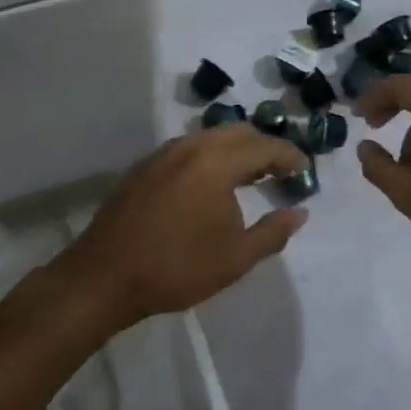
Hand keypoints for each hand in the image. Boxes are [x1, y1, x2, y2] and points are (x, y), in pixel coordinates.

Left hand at [58, 125, 308, 330]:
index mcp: (216, 162)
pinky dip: (210, 157)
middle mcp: (190, 146)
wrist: (105, 276)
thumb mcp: (236, 258)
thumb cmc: (177, 268)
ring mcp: (163, 153)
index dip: (290, 156)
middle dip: (264, 147)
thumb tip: (300, 213)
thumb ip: (273, 232)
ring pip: (210, 138)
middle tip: (280, 171)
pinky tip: (210, 184)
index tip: (306, 169)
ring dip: (235, 151)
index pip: (265, 146)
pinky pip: (188, 149)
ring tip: (249, 177)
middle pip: (238, 133)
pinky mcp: (144, 166)